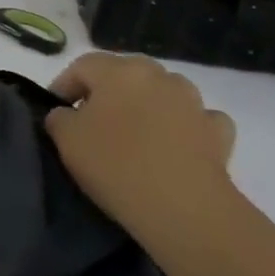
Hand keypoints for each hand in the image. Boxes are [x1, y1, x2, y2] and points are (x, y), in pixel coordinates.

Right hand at [43, 52, 236, 235]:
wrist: (186, 209)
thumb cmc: (117, 165)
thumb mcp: (67, 140)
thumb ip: (59, 118)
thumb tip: (66, 114)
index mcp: (118, 70)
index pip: (81, 66)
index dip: (64, 86)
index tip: (56, 112)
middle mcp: (157, 74)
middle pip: (124, 75)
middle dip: (106, 93)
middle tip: (93, 122)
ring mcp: (193, 101)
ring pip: (162, 92)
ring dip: (147, 106)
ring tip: (136, 136)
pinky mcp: (219, 132)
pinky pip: (196, 119)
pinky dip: (185, 126)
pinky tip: (177, 145)